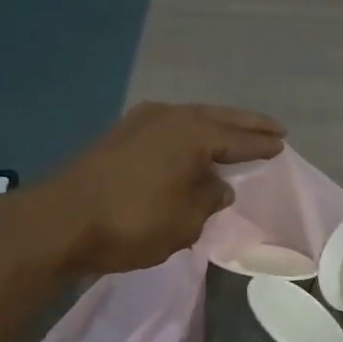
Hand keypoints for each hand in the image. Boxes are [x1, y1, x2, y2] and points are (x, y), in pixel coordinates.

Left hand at [23, 102, 285, 275]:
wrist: (60, 222)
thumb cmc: (133, 223)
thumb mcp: (185, 221)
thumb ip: (209, 199)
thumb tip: (218, 186)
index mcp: (192, 135)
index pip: (238, 139)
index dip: (261, 145)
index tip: (282, 145)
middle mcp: (169, 118)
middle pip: (217, 118)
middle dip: (246, 123)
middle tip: (273, 127)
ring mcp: (140, 123)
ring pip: (191, 119)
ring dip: (216, 125)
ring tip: (236, 133)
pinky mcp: (120, 136)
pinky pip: (170, 128)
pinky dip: (190, 134)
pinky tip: (194, 144)